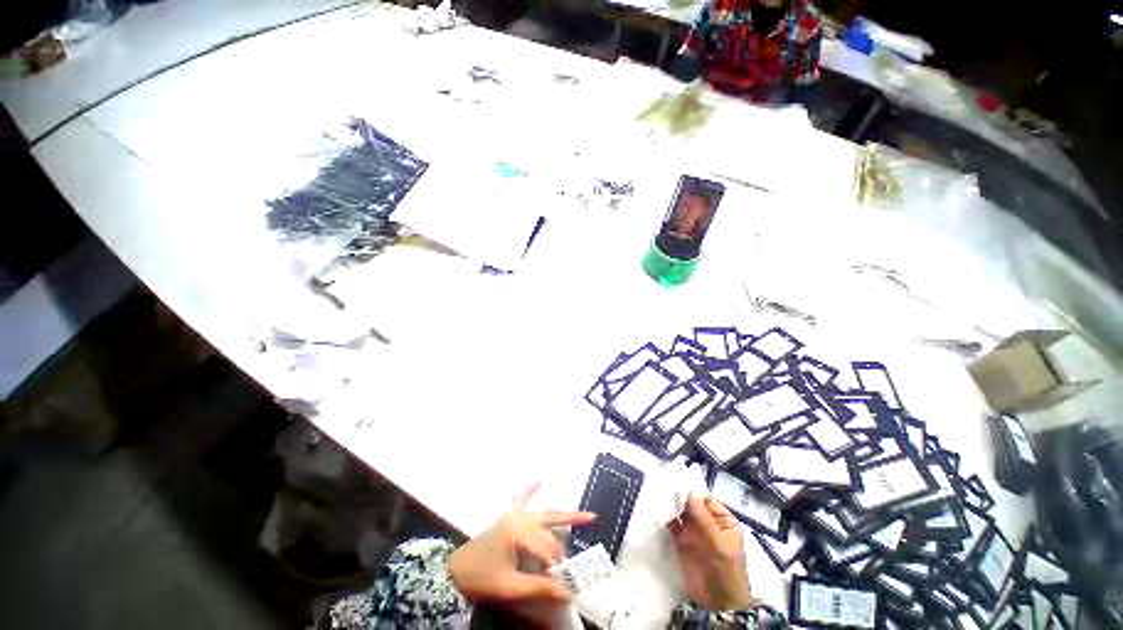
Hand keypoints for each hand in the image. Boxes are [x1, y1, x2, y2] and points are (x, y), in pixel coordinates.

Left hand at [450, 483, 595, 611]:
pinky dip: (530, 489)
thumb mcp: (509, 587)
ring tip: (585, 517)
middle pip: (551, 525)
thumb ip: (539, 588)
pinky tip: (539, 480)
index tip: (563, 585)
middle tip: (582, 550)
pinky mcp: (507, 517)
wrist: (454, 571)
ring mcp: (513, 515)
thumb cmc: (481, 578)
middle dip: (567, 538)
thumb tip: (567, 593)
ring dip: (562, 515)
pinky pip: (520, 498)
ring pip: (544, 513)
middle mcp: (520, 518)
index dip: (557, 567)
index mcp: (519, 531)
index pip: (548, 548)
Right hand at [667, 494, 752, 610]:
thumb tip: (689, 494)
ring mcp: (692, 532)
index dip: (693, 492)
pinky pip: (671, 525)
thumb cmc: (728, 571)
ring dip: (670, 504)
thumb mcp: (721, 545)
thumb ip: (705, 520)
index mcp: (722, 521)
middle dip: (679, 496)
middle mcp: (706, 523)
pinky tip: (656, 510)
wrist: (719, 604)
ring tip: (657, 495)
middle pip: (691, 504)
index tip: (678, 484)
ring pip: (680, 512)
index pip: (706, 499)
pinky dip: (664, 517)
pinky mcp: (680, 541)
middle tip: (664, 486)